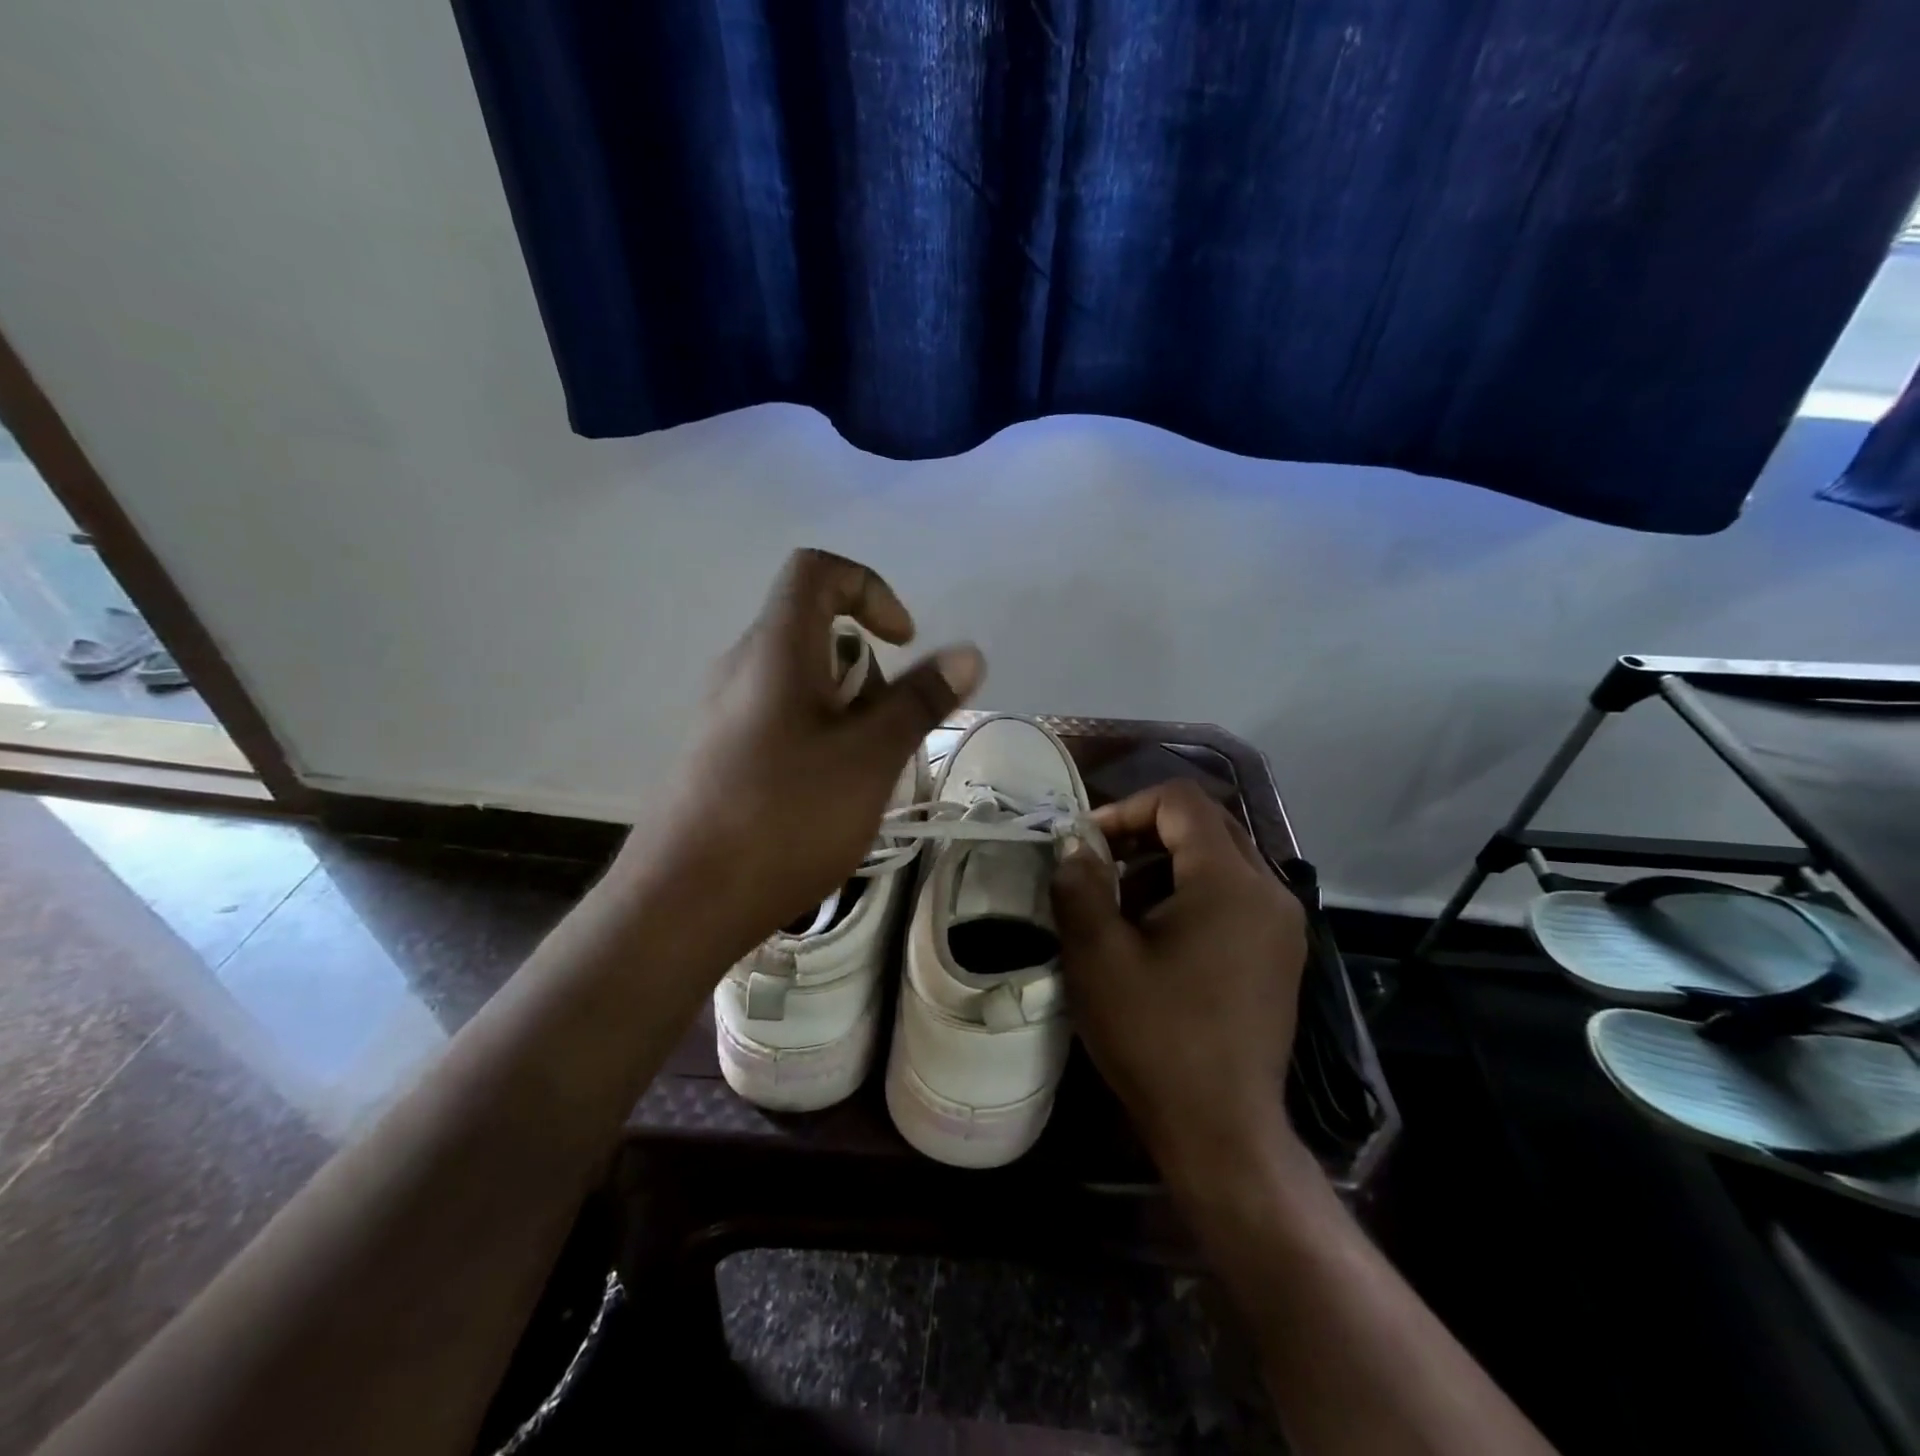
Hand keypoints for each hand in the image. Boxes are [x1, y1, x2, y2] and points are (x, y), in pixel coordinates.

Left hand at [627, 549, 983, 953]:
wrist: (681, 904)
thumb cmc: (784, 818)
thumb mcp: (869, 758)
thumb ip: (919, 701)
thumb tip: (968, 652)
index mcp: (775, 649)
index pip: (818, 570)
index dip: (870, 589)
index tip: (903, 643)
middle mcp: (742, 668)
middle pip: (816, 633)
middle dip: (868, 674)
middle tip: (884, 736)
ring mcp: (724, 714)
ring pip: (803, 685)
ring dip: (848, 715)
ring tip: (860, 779)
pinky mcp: (718, 756)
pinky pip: (781, 722)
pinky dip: (819, 742)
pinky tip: (825, 802)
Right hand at [1051, 779, 1309, 1190]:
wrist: (1222, 1130)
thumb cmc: (1155, 1037)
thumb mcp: (1098, 956)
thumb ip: (1080, 885)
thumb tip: (1074, 846)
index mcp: (1229, 882)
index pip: (1181, 802)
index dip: (1127, 808)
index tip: (1087, 843)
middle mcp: (1269, 891)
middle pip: (1207, 824)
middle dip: (1146, 831)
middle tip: (1100, 862)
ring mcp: (1282, 925)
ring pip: (1222, 860)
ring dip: (1167, 863)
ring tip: (1121, 901)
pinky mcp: (1281, 954)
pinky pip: (1235, 895)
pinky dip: (1193, 893)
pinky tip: (1158, 935)